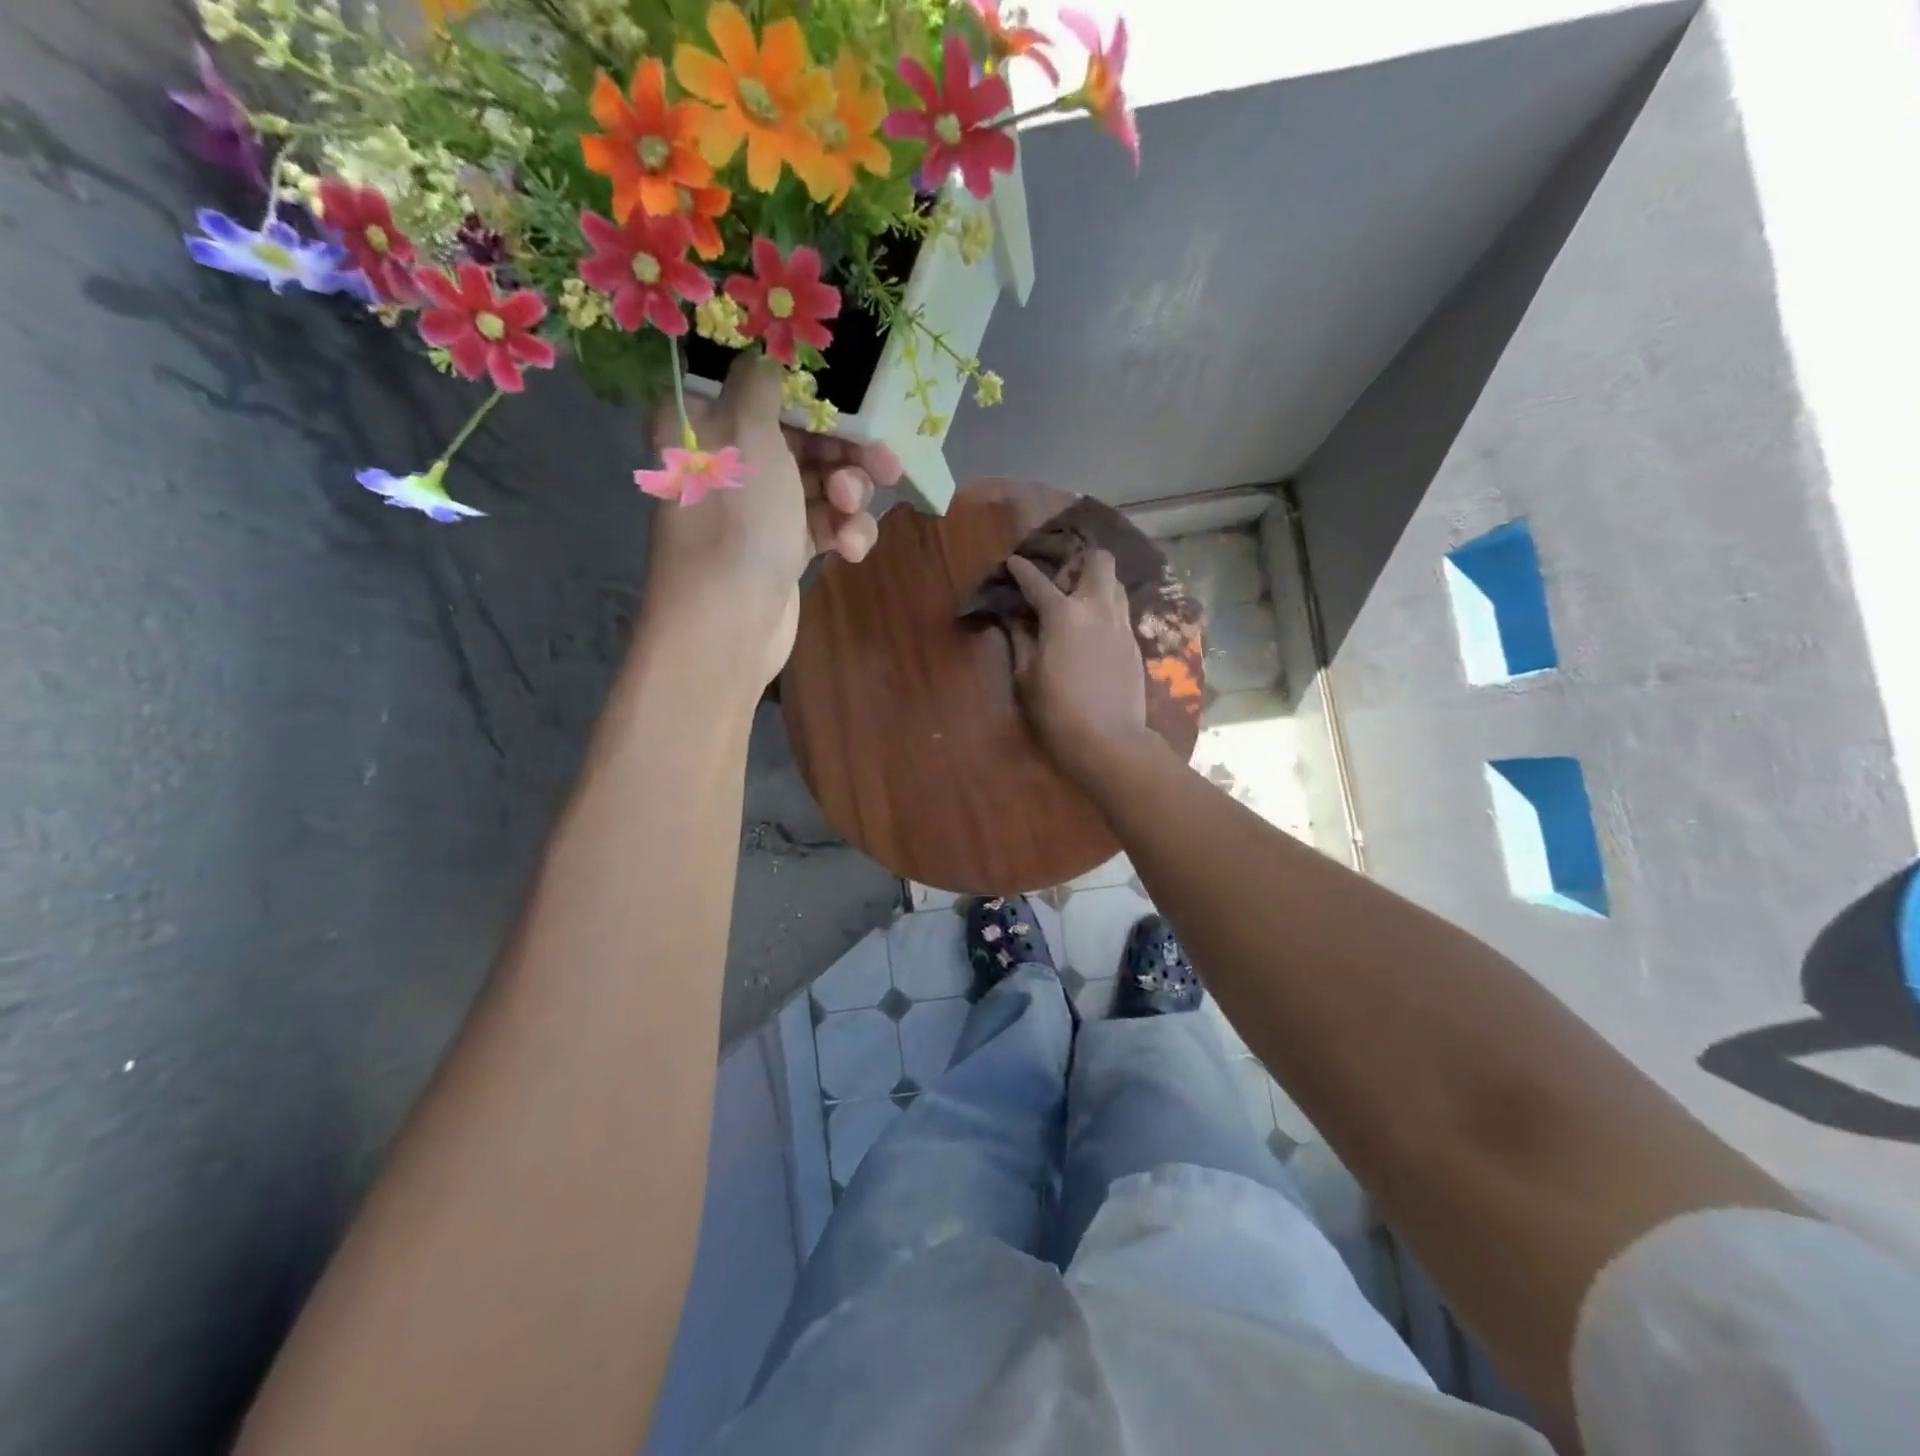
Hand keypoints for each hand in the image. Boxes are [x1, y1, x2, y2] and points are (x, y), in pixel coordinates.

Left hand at [646, 354, 900, 684]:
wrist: (729, 623)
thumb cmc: (737, 519)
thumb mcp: (747, 433)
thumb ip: (761, 384)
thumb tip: (764, 352)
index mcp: (705, 424)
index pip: (761, 388)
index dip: (808, 392)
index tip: (848, 400)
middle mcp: (730, 461)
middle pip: (801, 437)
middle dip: (846, 453)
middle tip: (885, 466)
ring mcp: (759, 508)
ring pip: (820, 483)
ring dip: (848, 497)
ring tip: (851, 514)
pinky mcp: (784, 548)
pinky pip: (824, 524)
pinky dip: (844, 533)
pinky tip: (851, 550)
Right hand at [1005, 550, 1154, 785]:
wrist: (1109, 740)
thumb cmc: (1058, 710)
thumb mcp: (1027, 677)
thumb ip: (1021, 640)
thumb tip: (1015, 620)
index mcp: (1064, 614)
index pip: (1038, 581)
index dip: (1022, 570)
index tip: (1013, 563)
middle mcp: (1097, 608)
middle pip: (1099, 561)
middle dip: (1079, 562)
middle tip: (1062, 584)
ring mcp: (1122, 624)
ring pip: (1116, 584)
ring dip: (1097, 584)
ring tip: (1080, 604)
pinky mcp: (1135, 644)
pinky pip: (1122, 611)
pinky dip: (1106, 610)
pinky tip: (1094, 631)